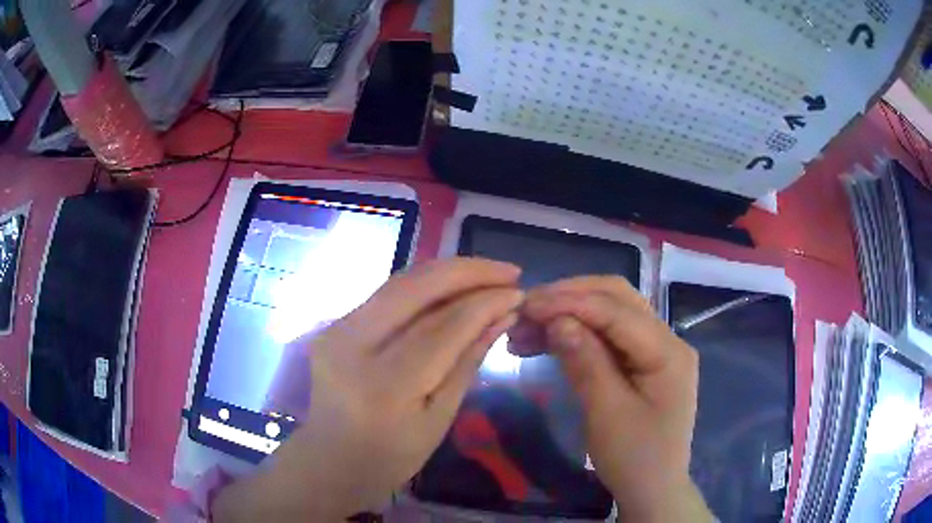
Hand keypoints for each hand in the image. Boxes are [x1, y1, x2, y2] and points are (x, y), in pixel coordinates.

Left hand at [212, 258, 522, 521]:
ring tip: (488, 273)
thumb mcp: (439, 418)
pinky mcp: (335, 324)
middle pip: (415, 288)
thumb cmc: (392, 457)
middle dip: (468, 271)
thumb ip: (468, 361)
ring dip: (448, 272)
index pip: (443, 328)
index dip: (485, 304)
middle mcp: (353, 347)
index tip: (519, 293)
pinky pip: (388, 295)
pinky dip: (425, 285)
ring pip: (400, 282)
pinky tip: (454, 286)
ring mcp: (336, 330)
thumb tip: (503, 315)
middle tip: (509, 271)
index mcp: (384, 386)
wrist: (331, 459)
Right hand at [517, 277, 712, 521]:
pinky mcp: (642, 363)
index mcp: (668, 351)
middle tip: (527, 309)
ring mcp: (656, 350)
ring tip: (528, 327)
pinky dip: (578, 334)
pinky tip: (549, 341)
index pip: (617, 311)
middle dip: (571, 298)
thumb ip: (585, 361)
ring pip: (611, 313)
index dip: (571, 302)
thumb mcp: (607, 414)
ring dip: (571, 313)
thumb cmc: (634, 459)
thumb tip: (557, 319)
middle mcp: (667, 340)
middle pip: (618, 299)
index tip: (527, 304)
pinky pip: (609, 336)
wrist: (653, 490)